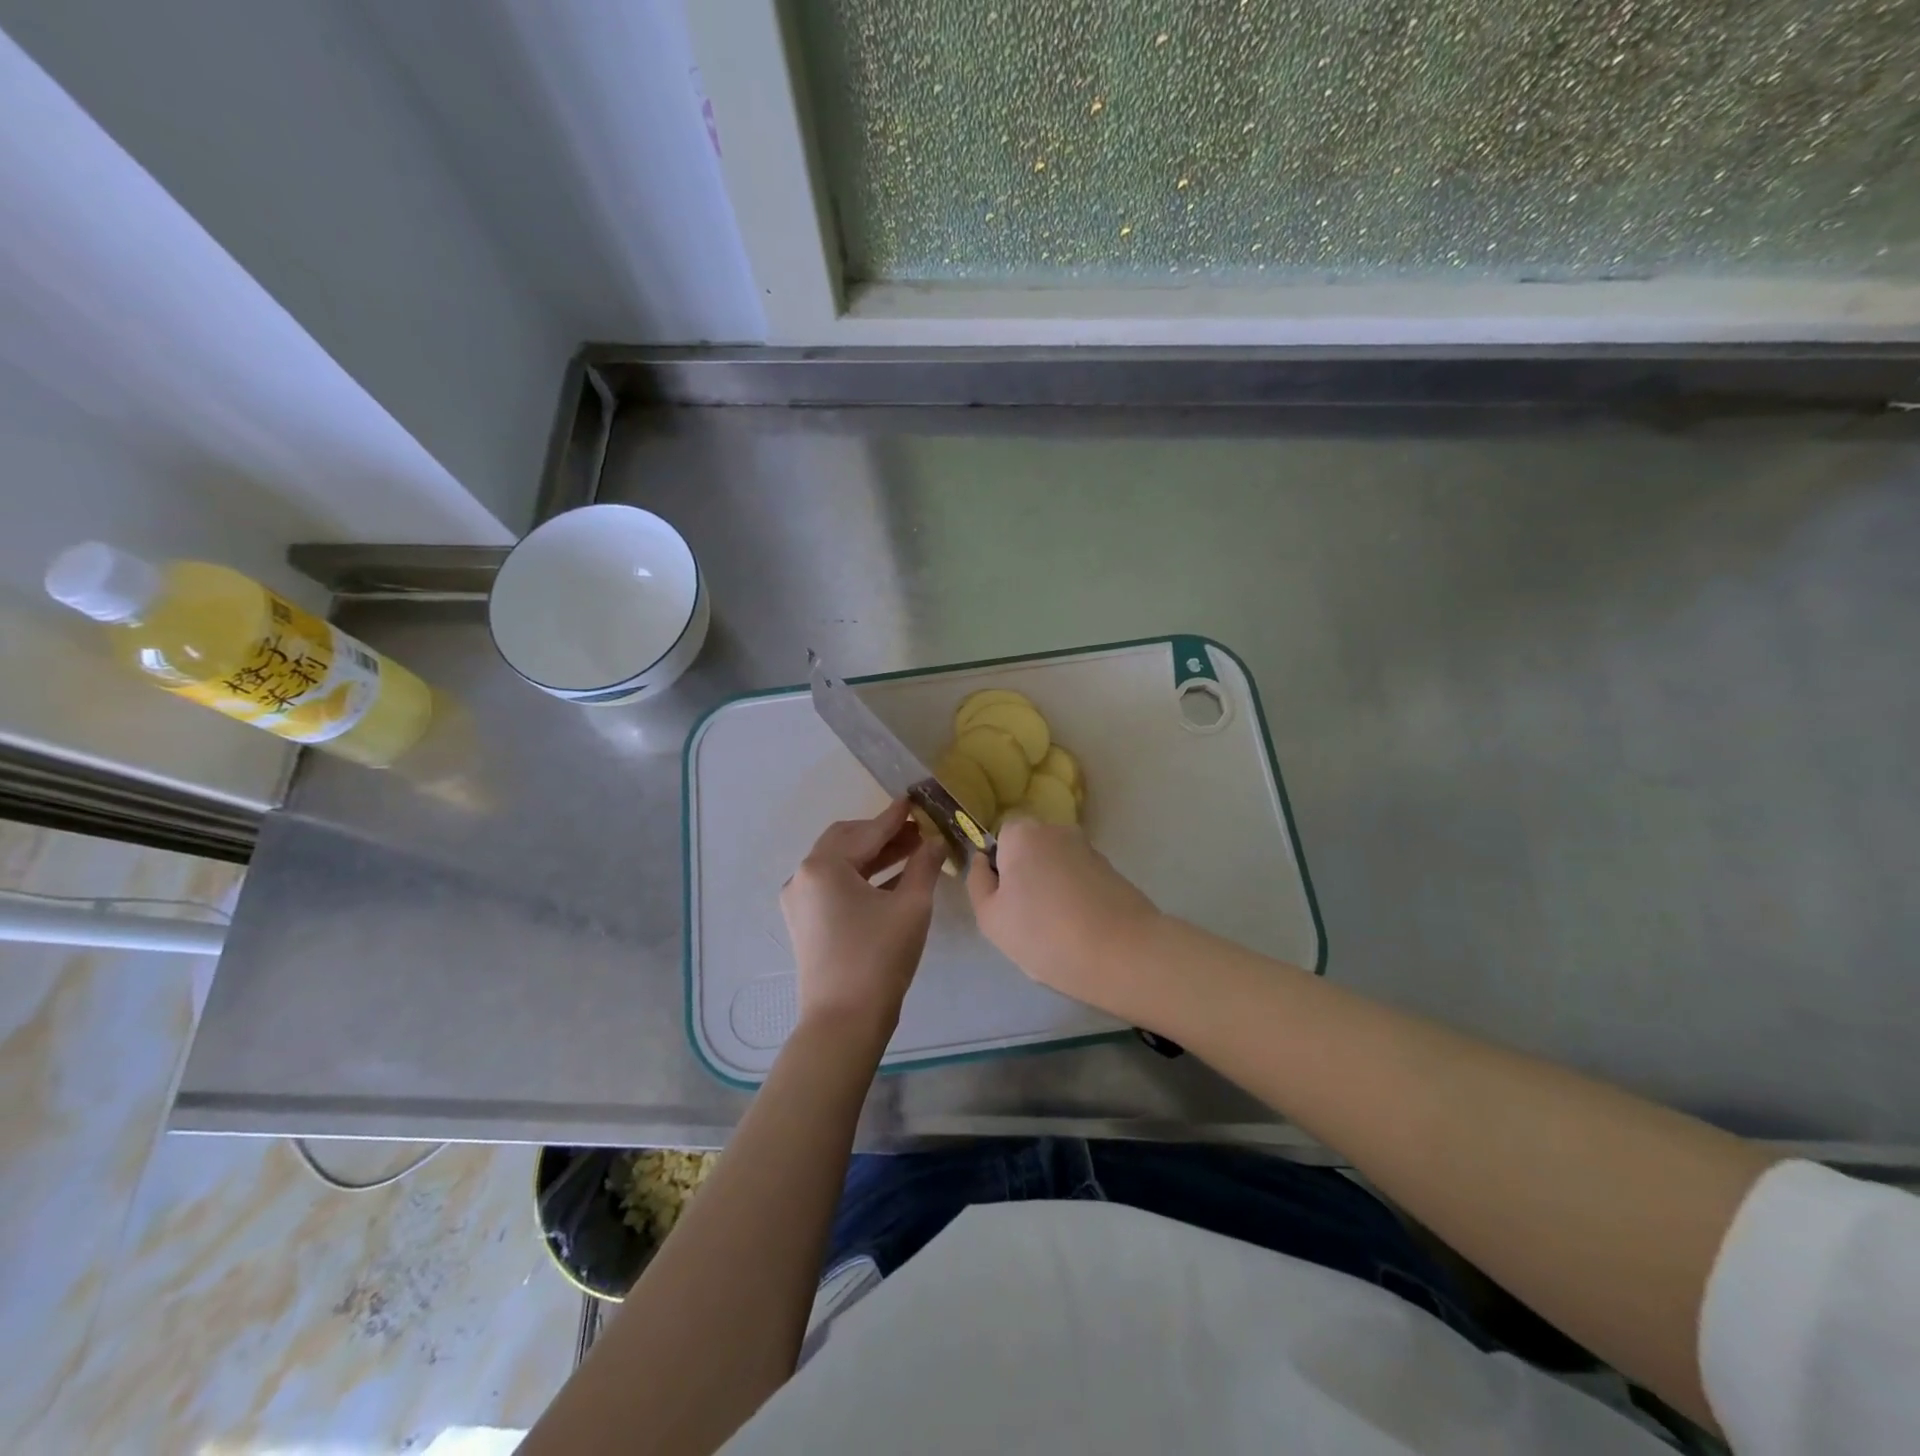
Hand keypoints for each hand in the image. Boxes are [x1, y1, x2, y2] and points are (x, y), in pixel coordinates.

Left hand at [780, 799, 945, 1039]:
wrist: (844, 1022)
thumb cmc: (879, 958)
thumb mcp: (911, 906)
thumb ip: (924, 865)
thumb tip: (935, 841)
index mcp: (823, 866)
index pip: (867, 831)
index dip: (895, 817)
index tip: (915, 800)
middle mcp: (803, 876)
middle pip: (846, 841)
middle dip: (882, 834)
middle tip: (917, 831)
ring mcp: (799, 901)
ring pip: (840, 864)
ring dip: (873, 856)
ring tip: (912, 852)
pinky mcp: (804, 922)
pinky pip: (834, 886)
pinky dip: (861, 878)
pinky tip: (891, 881)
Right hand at [967, 817, 1163, 1018]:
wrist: (1123, 954)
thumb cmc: (1045, 934)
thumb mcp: (991, 918)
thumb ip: (978, 882)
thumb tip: (983, 861)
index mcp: (1023, 833)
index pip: (1000, 838)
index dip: (999, 869)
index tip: (1005, 902)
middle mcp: (1057, 830)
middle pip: (1030, 851)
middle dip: (1027, 878)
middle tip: (1027, 921)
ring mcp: (1089, 849)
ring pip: (1056, 867)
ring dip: (1052, 890)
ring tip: (1058, 931)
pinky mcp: (1113, 871)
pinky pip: (1081, 880)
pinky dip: (1077, 899)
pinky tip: (1081, 930)